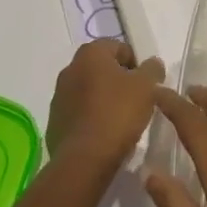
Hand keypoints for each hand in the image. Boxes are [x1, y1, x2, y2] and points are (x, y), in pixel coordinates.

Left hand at [47, 39, 167, 169]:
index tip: (146, 84)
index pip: (118, 47)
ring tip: (120, 120)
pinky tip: (104, 133)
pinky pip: (79, 112)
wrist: (85, 159)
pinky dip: (91, 117)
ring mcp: (59, 96)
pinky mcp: (54, 121)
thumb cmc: (118, 114)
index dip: (136, 64)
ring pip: (88, 90)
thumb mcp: (146, 87)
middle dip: (119, 80)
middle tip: (136, 100)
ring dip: (103, 99)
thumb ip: (152, 70)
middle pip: (101, 68)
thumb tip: (152, 63)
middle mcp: (70, 69)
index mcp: (90, 54)